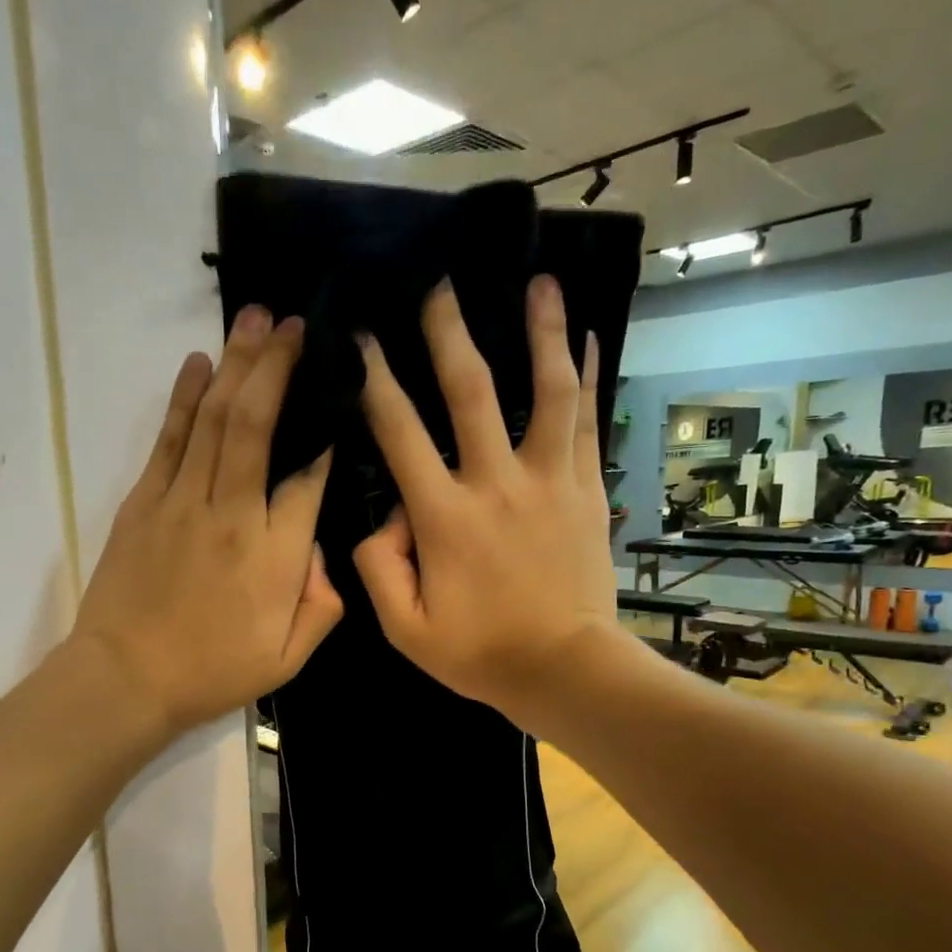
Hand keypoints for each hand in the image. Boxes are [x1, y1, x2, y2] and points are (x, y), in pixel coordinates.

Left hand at [72, 307, 340, 734]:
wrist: (125, 679)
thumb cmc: (213, 672)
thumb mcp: (287, 658)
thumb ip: (321, 605)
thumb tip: (322, 553)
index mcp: (273, 554)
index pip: (308, 476)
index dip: (325, 432)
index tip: (337, 394)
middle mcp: (231, 514)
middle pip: (256, 424)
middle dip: (277, 367)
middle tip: (295, 324)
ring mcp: (181, 502)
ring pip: (213, 419)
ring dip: (236, 364)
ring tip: (255, 319)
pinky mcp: (144, 501)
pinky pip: (169, 439)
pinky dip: (184, 397)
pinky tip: (199, 361)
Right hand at [353, 275, 612, 717]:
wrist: (565, 670)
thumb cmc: (480, 653)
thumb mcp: (404, 629)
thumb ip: (377, 567)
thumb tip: (384, 516)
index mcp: (444, 517)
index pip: (399, 433)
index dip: (375, 380)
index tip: (361, 336)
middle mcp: (496, 483)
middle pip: (471, 391)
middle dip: (449, 332)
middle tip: (439, 283)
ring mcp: (549, 481)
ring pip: (547, 391)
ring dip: (541, 332)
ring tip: (539, 281)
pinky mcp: (585, 490)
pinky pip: (587, 422)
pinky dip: (589, 378)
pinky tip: (591, 339)